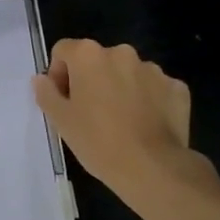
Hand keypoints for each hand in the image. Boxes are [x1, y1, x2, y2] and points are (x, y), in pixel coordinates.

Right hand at [33, 40, 218, 219]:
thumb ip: (46, 93)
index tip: (65, 101)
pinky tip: (147, 125)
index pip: (63, 51)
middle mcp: (121, 52)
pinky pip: (155, 88)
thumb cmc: (98, 141)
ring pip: (128, 73)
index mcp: (89, 55)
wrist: (153, 169)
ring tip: (122, 121)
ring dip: (121, 88)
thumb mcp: (61, 120)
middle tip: (92, 113)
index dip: (59, 74)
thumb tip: (41, 79)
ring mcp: (153, 69)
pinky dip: (149, 100)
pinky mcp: (177, 87)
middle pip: (98, 60)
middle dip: (92, 80)